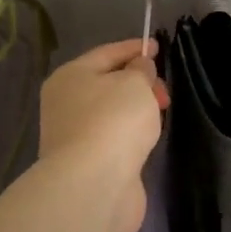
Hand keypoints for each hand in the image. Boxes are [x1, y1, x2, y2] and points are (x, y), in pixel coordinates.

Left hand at [39, 38, 168, 231]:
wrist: (94, 184)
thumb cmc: (114, 121)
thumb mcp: (135, 83)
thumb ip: (141, 70)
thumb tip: (139, 68)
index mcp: (70, 76)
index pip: (107, 53)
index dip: (134, 48)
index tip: (158, 47)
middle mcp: (65, 103)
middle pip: (108, 83)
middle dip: (139, 82)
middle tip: (164, 92)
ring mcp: (74, 135)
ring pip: (111, 112)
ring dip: (135, 110)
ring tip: (159, 114)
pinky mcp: (87, 162)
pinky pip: (113, 137)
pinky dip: (130, 134)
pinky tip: (145, 138)